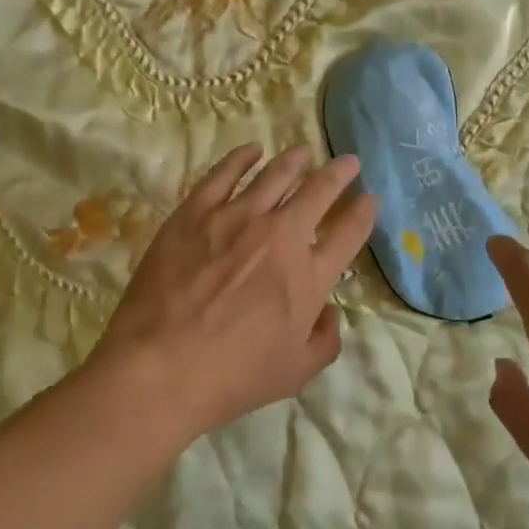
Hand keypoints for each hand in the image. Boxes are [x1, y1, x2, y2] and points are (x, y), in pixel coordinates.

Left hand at [90, 143, 377, 443]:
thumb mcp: (295, 374)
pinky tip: (252, 150)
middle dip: (340, 173)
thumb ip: (325, 341)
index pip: (349, 231)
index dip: (364, 211)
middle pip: (319, 191)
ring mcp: (236, 217)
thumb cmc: (231, 378)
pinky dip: (242, 158)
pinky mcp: (196, 212)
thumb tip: (329, 312)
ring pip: (275, 174)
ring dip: (296, 159)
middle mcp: (280, 235)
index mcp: (309, 275)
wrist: (158, 368)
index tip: (370, 199)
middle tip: (349, 162)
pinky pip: (224, 173)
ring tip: (304, 151)